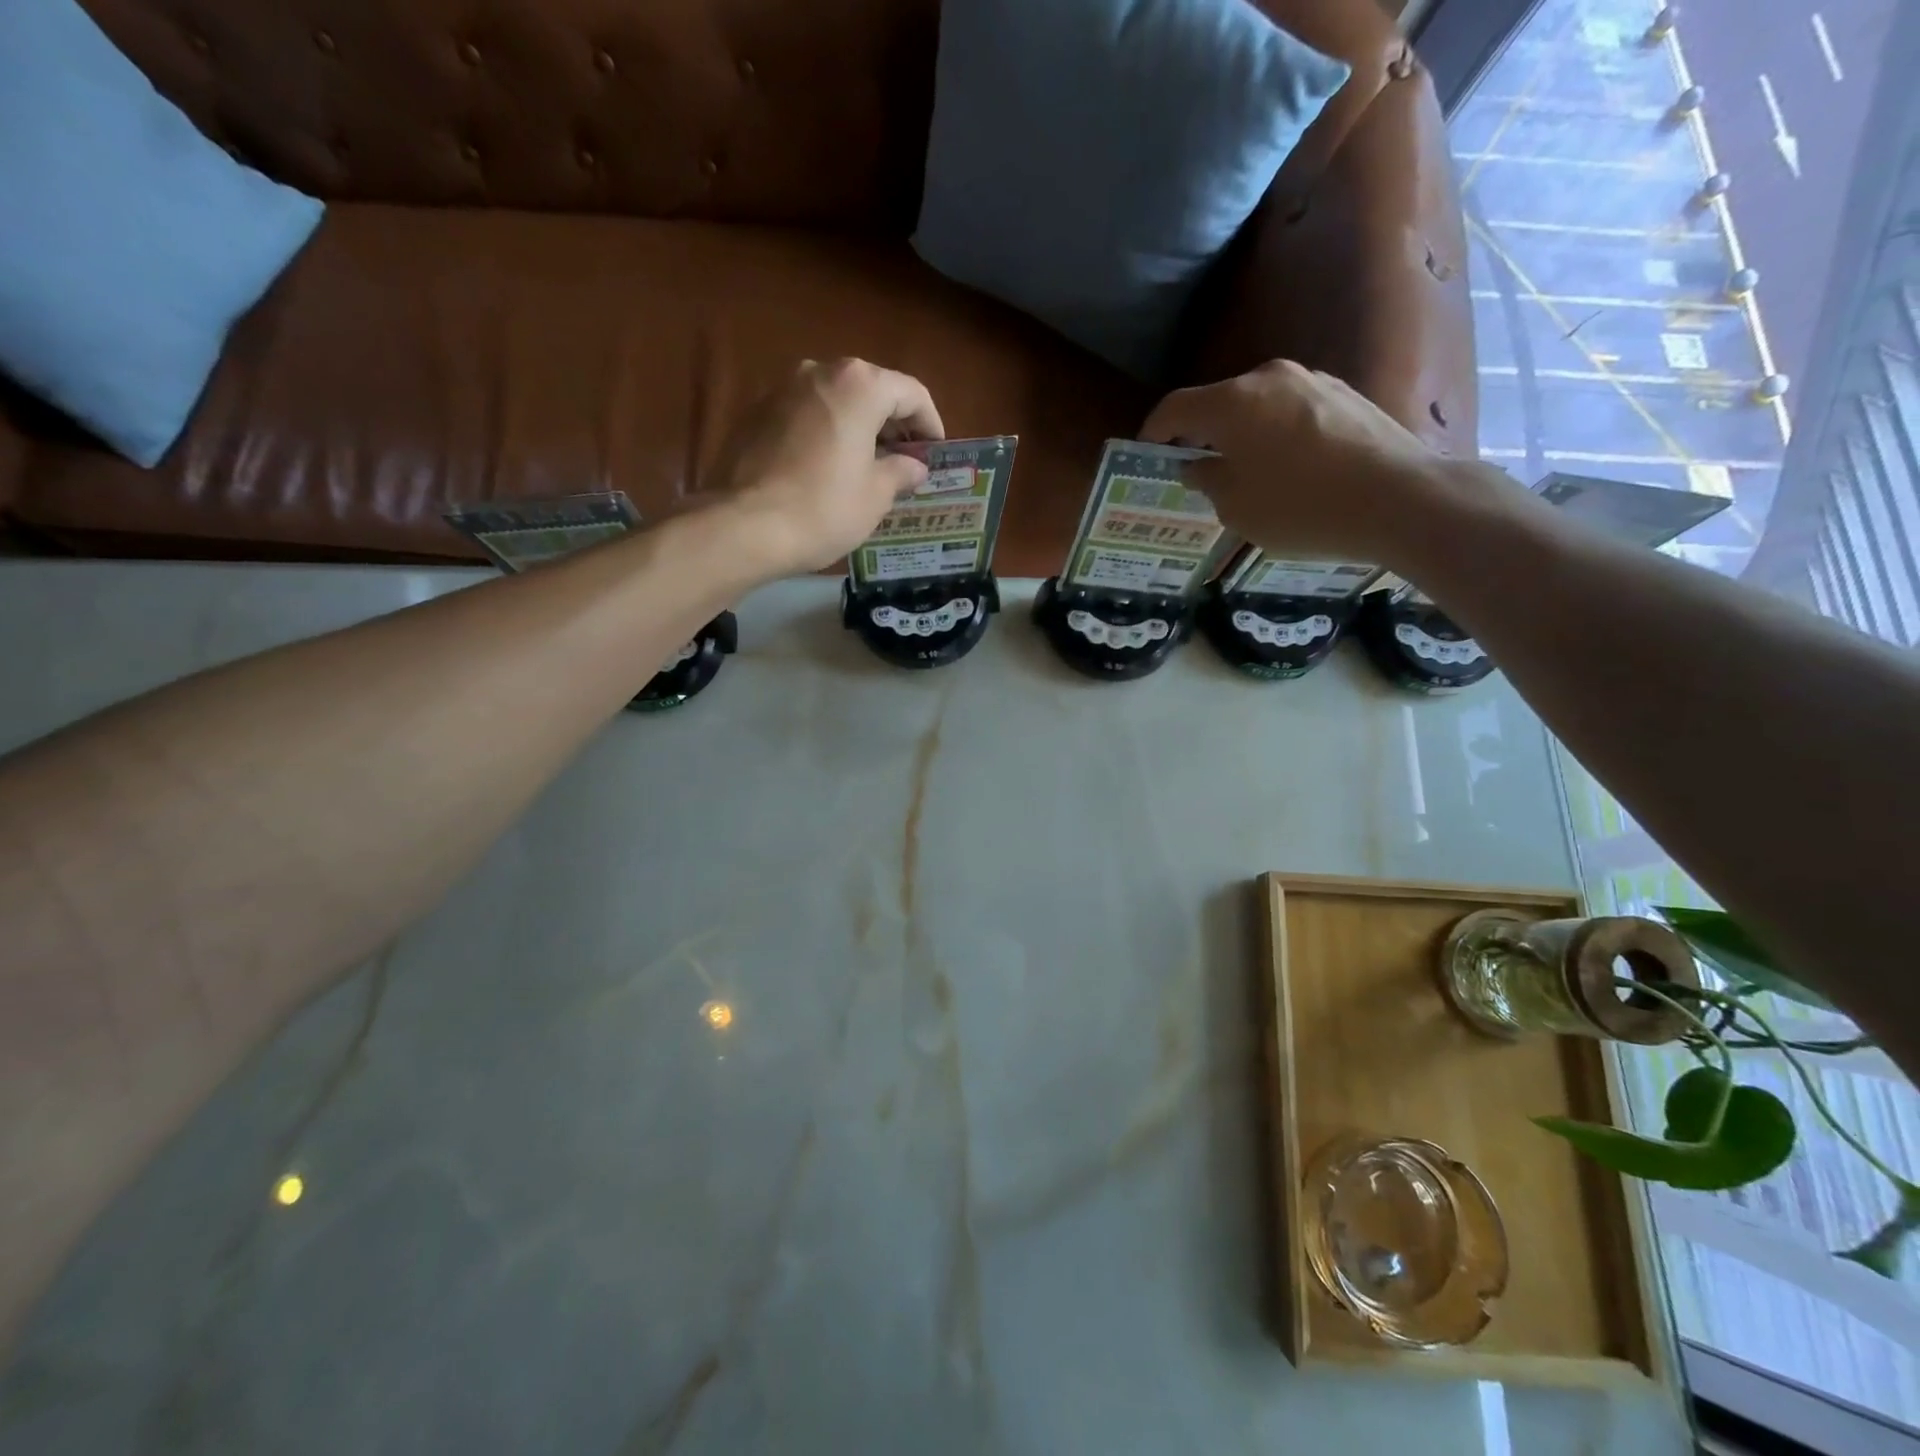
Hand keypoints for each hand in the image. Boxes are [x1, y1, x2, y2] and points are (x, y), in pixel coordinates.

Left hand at [707, 358, 944, 577]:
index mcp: (859, 385)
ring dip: (859, 428)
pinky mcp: (757, 412)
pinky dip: (828, 434)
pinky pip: (808, 416)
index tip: (936, 454)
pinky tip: (831, 469)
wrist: (743, 526)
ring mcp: (783, 388)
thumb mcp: (876, 496)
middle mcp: (820, 371)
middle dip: (893, 425)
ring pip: (837, 401)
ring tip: (871, 467)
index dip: (931, 424)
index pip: (911, 393)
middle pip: (872, 391)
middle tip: (907, 462)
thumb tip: (914, 466)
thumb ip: (901, 472)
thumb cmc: (823, 509)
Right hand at [1142, 360, 1485, 562]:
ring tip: (1244, 473)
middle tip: (1195, 470)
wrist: (1400, 498)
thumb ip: (1207, 480)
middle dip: (1201, 435)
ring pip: (1257, 406)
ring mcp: (1312, 380)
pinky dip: (1276, 434)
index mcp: (1232, 403)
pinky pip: (1291, 411)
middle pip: (1218, 403)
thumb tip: (1196, 464)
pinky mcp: (1344, 393)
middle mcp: (1269, 378)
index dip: (1153, 431)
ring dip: (1241, 434)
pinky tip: (1287, 468)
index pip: (1175, 408)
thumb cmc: (1302, 508)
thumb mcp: (1236, 508)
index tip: (1146, 454)